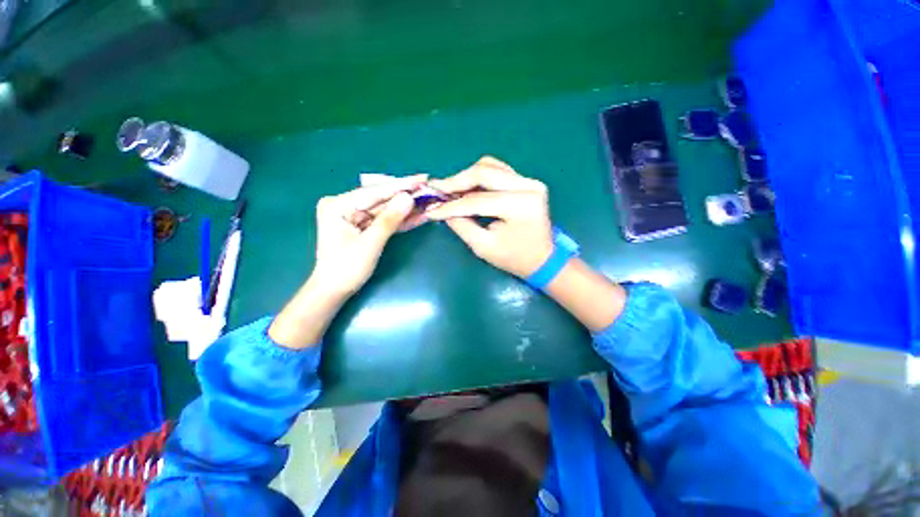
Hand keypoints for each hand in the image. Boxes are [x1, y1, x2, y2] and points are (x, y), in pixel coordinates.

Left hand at [311, 175, 425, 295]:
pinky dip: (400, 220)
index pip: (375, 192)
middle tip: (429, 189)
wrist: (334, 290)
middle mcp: (345, 205)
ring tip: (428, 202)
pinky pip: (384, 220)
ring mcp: (354, 215)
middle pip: (381, 199)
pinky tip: (418, 215)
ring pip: (385, 209)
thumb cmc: (347, 268)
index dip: (401, 186)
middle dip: (406, 196)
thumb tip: (409, 197)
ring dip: (406, 209)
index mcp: (338, 205)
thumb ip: (389, 219)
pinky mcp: (362, 225)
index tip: (422, 178)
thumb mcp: (370, 243)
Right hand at [426, 157, 553, 277]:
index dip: (451, 205)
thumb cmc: (515, 258)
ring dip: (467, 177)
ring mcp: (530, 181)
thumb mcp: (484, 247)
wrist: (544, 259)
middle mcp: (528, 186)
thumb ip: (461, 225)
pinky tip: (467, 188)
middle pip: (483, 172)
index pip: (477, 200)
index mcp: (520, 206)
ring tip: (450, 190)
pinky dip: (479, 177)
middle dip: (456, 182)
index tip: (431, 209)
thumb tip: (442, 209)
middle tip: (437, 190)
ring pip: (490, 166)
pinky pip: (498, 171)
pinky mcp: (527, 181)